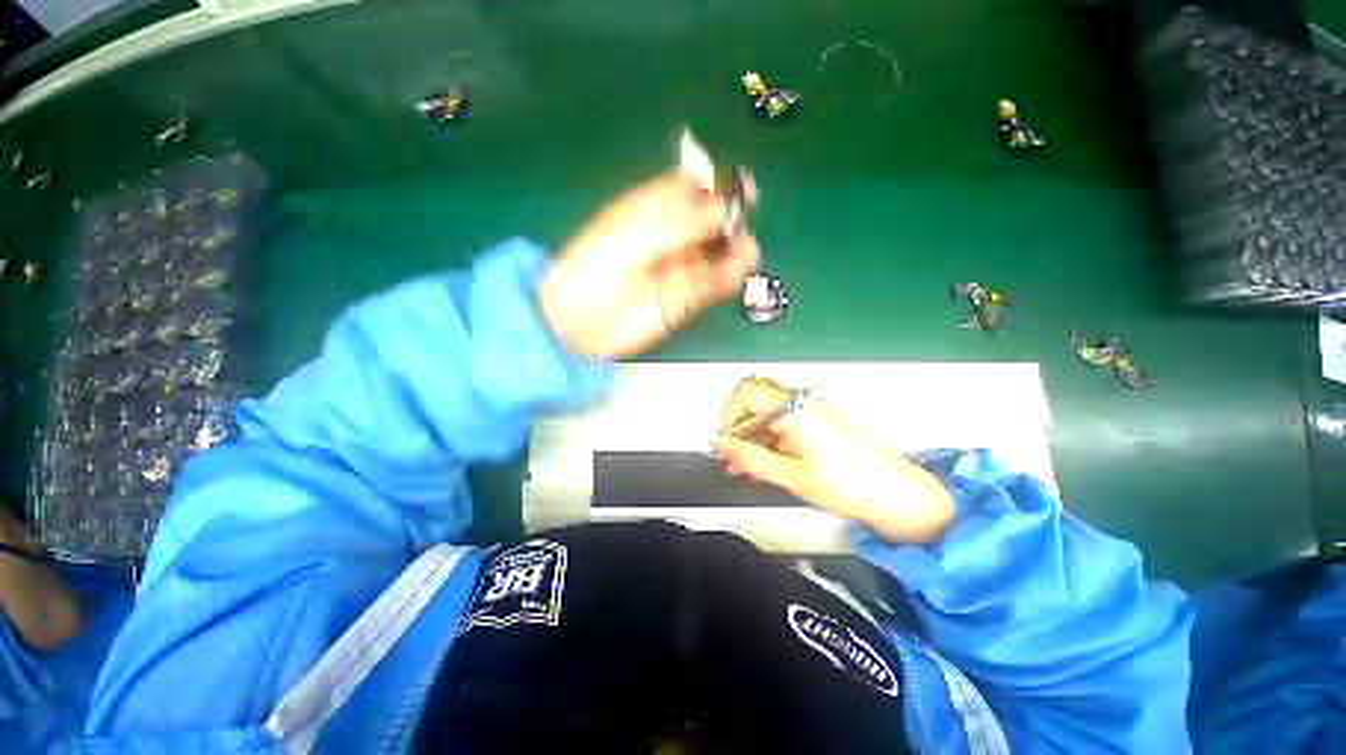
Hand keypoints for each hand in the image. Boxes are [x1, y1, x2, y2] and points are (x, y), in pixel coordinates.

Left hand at [538, 172, 759, 357]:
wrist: (578, 324)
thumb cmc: (592, 271)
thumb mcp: (630, 238)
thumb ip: (675, 223)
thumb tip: (720, 207)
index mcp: (649, 211)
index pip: (687, 188)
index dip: (712, 184)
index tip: (737, 186)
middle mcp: (669, 237)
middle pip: (709, 219)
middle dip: (729, 218)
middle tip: (740, 224)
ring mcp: (679, 268)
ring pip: (716, 252)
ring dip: (735, 248)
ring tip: (746, 251)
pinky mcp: (684, 298)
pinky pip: (713, 283)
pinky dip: (730, 275)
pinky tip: (740, 269)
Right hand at [712, 378, 956, 544]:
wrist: (898, 496)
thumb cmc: (846, 486)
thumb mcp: (791, 476)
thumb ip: (750, 457)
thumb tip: (720, 443)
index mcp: (794, 410)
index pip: (747, 393)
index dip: (729, 414)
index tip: (724, 442)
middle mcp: (801, 404)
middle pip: (756, 404)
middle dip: (737, 430)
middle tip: (730, 461)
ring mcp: (811, 413)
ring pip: (768, 416)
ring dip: (751, 438)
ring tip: (744, 468)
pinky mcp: (818, 425)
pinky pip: (783, 425)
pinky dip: (769, 442)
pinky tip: (765, 464)